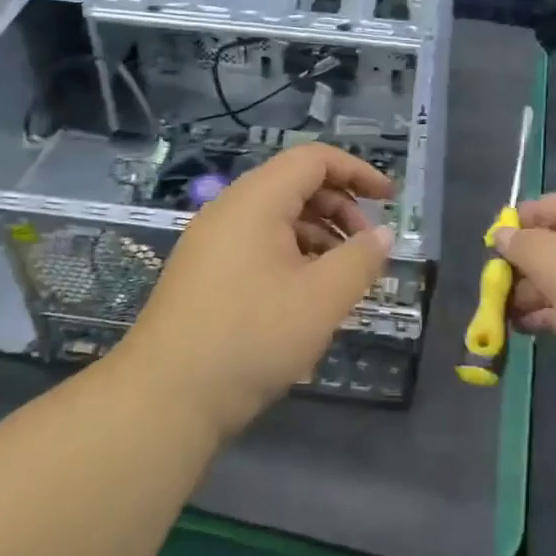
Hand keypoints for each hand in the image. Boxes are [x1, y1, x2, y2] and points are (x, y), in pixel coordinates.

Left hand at [124, 143, 394, 436]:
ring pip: (275, 218)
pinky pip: (256, 244)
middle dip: (339, 207)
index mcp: (256, 200)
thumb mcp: (322, 299)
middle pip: (294, 185)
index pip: (313, 159)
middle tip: (367, 247)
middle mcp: (229, 209)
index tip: (389, 199)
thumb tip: (382, 234)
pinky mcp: (203, 272)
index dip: (357, 171)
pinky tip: (305, 295)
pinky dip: (290, 255)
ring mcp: (210, 241)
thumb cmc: (252, 337)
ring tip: (341, 276)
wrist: (166, 396)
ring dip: (317, 235)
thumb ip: (360, 260)